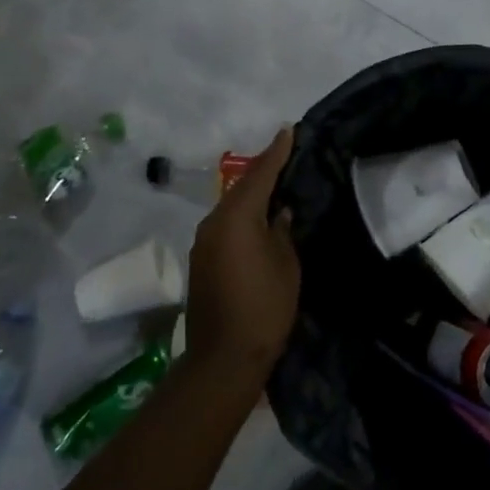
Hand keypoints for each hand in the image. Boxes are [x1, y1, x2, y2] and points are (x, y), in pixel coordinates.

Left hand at [184, 127, 299, 384]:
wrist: (223, 359)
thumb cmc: (264, 308)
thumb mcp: (286, 265)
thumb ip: (282, 231)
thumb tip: (279, 212)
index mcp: (236, 217)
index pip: (260, 174)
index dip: (277, 152)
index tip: (289, 130)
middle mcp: (214, 222)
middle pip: (242, 188)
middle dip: (264, 171)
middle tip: (286, 156)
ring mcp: (203, 242)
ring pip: (232, 207)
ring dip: (251, 196)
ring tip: (276, 187)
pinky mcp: (201, 261)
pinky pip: (225, 226)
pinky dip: (242, 217)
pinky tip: (258, 221)